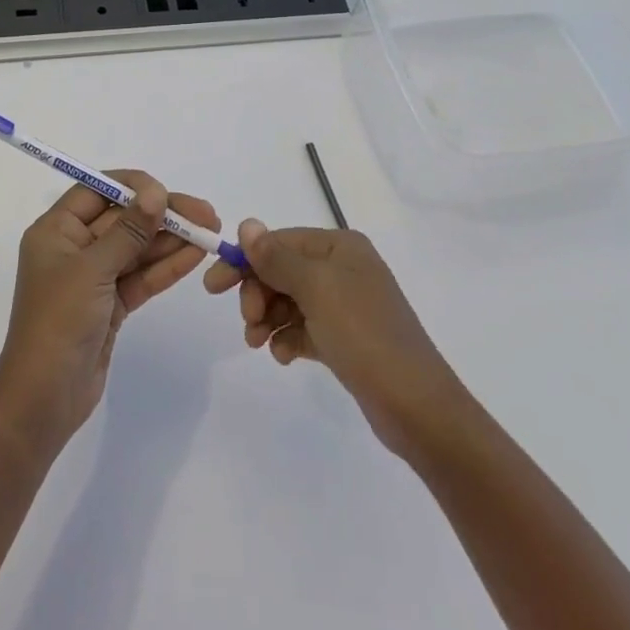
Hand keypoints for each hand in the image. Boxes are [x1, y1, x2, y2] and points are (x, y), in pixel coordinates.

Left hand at [0, 171, 216, 456]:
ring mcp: (93, 278)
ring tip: (211, 231)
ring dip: (171, 240)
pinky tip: (196, 255)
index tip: (167, 192)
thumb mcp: (93, 269)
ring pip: (137, 249)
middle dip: (162, 215)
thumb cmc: (59, 321)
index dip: (133, 187)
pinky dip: (166, 267)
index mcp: (56, 230)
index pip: (96, 191)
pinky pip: (141, 277)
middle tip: (206, 213)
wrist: (45, 398)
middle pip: (123, 219)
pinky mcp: (110, 305)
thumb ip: (128, 230)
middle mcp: (73, 248)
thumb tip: (157, 193)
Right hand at [203, 221, 462, 459]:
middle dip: (257, 294)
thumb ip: (276, 257)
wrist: (416, 405)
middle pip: (282, 270)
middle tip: (247, 322)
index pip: (279, 241)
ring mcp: (345, 304)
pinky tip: (285, 355)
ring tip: (258, 343)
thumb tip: (247, 224)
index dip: (245, 261)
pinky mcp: (345, 338)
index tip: (213, 286)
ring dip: (268, 318)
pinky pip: (303, 327)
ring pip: (289, 300)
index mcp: (340, 246)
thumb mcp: (316, 288)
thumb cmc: (363, 334)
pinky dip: (288, 337)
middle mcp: (343, 268)